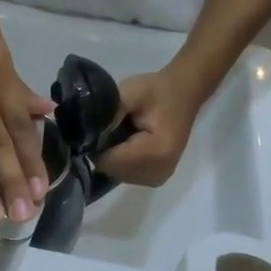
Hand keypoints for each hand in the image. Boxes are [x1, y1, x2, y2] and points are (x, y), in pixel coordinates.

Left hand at [94, 70, 211, 188]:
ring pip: (116, 173)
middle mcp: (158, 172)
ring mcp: (158, 178)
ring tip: (124, 135)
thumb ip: (108, 112)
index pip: (108, 161)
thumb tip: (85, 132)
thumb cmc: (157, 91)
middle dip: (105, 151)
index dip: (98, 145)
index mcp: (156, 152)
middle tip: (114, 128)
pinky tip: (129, 145)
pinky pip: (125, 175)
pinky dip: (121, 161)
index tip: (102, 127)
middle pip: (111, 170)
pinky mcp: (155, 179)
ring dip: (113, 157)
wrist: (184, 93)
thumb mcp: (131, 92)